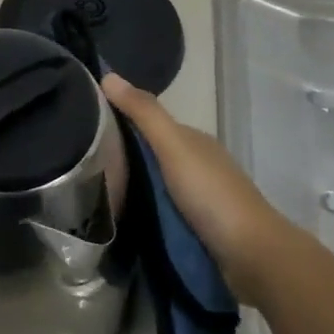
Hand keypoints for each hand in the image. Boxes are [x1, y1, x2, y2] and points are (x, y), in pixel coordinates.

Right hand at [100, 72, 291, 302]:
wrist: (253, 258)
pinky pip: (159, 212)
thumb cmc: (212, 195)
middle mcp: (196, 165)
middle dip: (120, 158)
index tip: (83, 127)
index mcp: (193, 142)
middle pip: (150, 156)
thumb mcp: (174, 147)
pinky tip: (118, 218)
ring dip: (130, 188)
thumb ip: (144, 114)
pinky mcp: (196, 229)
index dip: (119, 121)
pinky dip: (141, 211)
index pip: (148, 124)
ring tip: (89, 193)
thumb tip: (108, 74)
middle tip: (79, 164)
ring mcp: (198, 200)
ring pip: (153, 186)